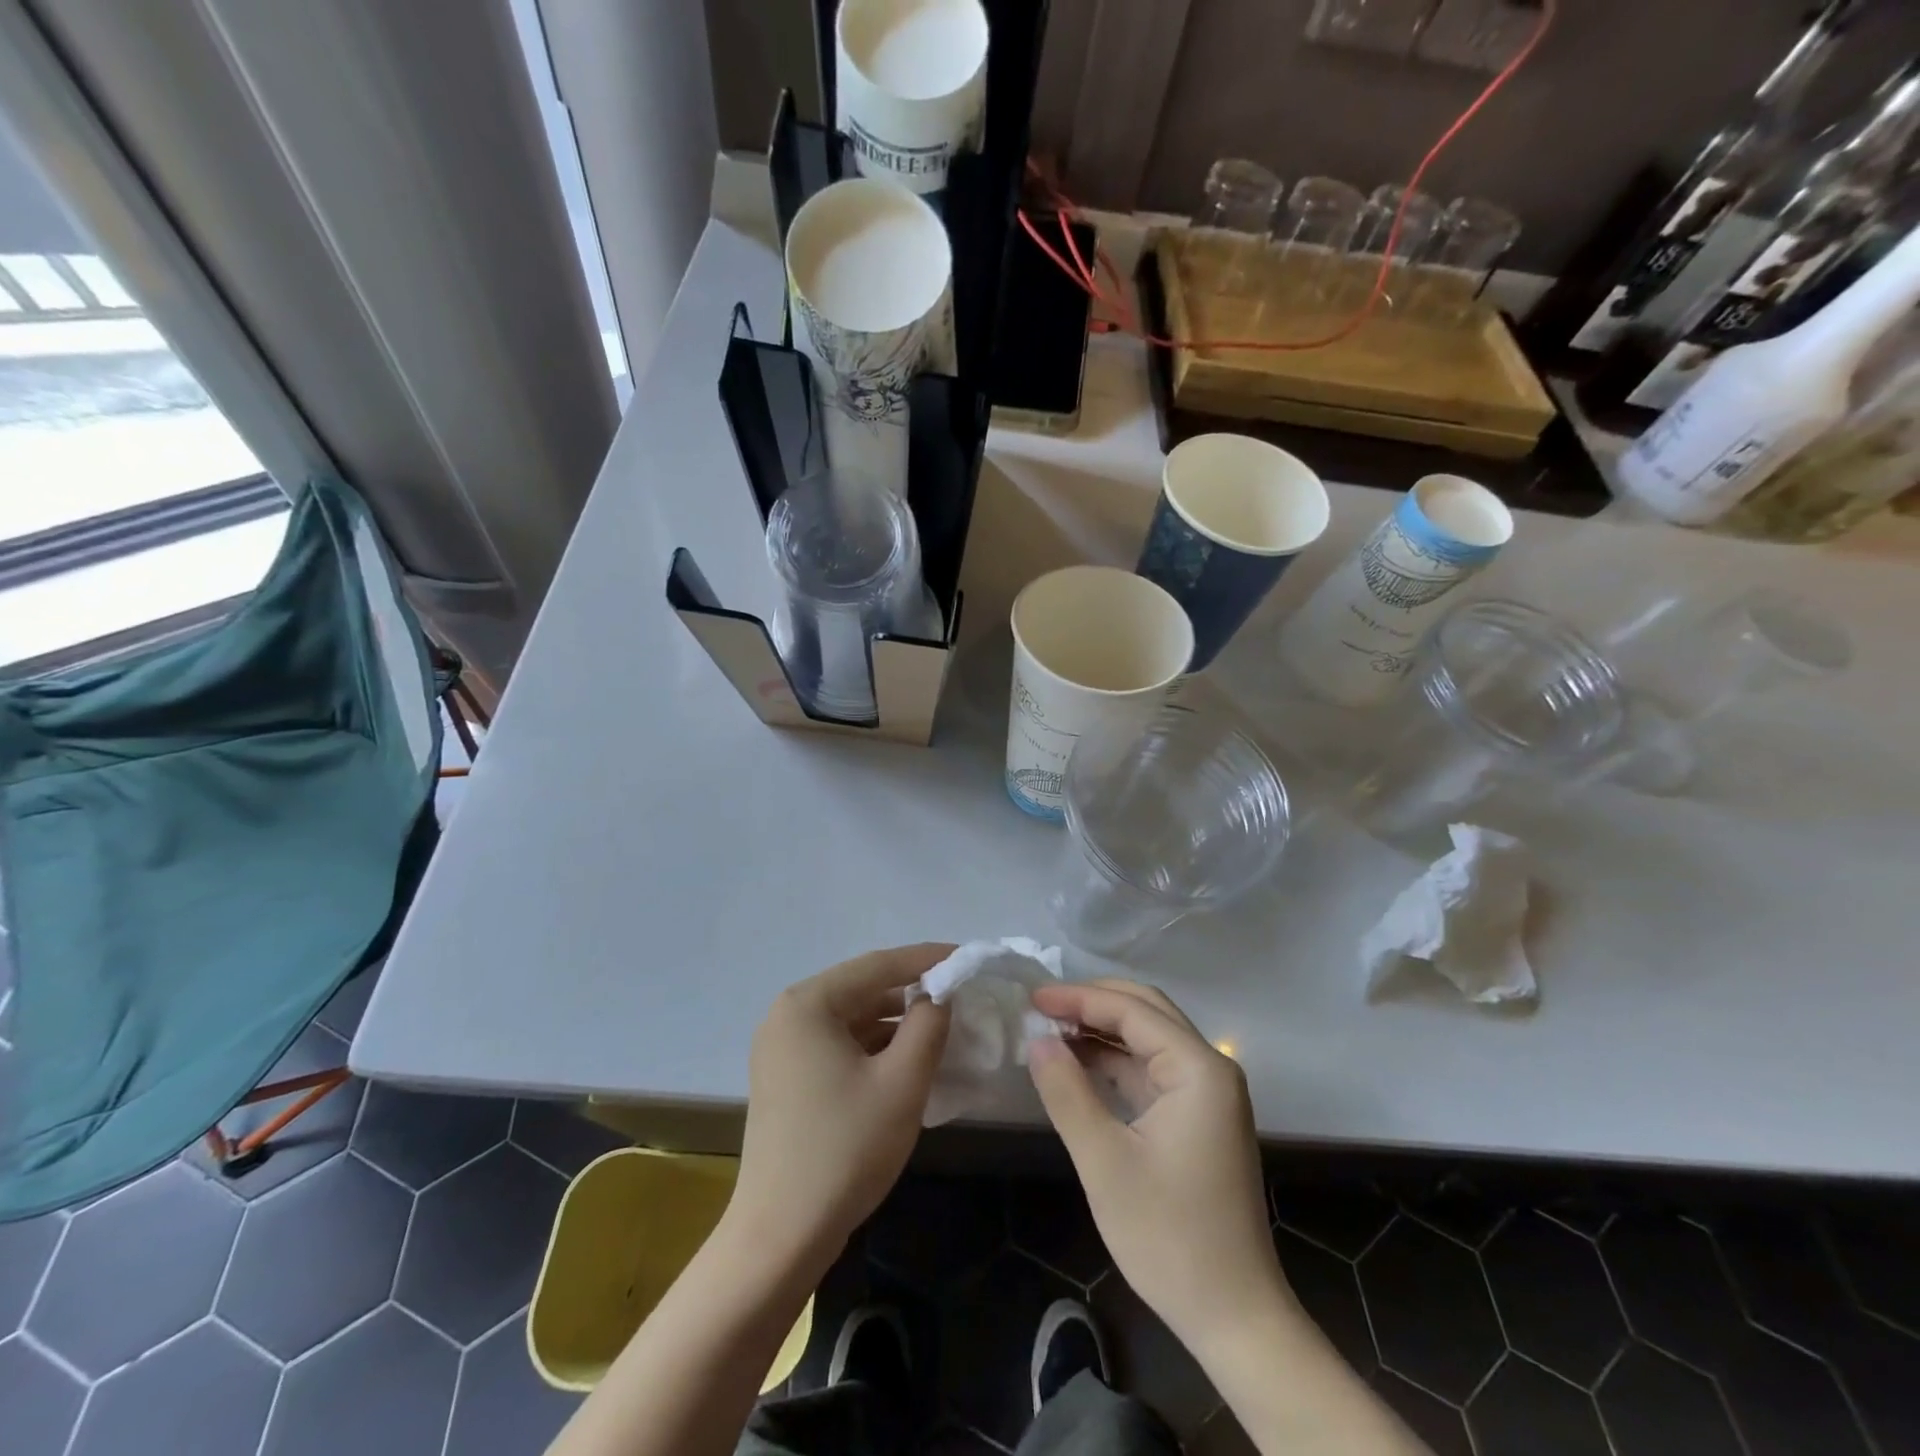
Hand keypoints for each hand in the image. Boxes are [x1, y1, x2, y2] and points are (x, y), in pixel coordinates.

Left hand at [730, 945, 953, 1267]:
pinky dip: (873, 1046)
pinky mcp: (786, 1077)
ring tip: (941, 1026)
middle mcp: (788, 1014)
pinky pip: (838, 1044)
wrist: (780, 1237)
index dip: (927, 959)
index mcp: (808, 1003)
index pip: (878, 965)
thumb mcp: (902, 1082)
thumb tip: (939, 994)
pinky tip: (906, 1058)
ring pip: (851, 1018)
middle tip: (959, 994)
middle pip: (862, 988)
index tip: (967, 957)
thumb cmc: (845, 1150)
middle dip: (912, 991)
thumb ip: (928, 1024)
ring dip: (894, 1021)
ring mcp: (782, 1047)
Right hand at [1027, 980, 1288, 1356]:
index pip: (1133, 1010)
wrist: (1233, 1315)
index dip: (1079, 997)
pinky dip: (1115, 1061)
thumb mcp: (1104, 1161)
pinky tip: (1079, 1065)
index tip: (1032, 996)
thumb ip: (1067, 1091)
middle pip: (1147, 1012)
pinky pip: (1152, 1070)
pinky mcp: (1198, 1118)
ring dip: (1102, 1030)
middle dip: (1093, 1003)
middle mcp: (1210, 1069)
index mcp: (1199, 1069)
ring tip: (1051, 1031)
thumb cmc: (1169, 1236)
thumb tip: (1037, 1040)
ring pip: (1149, 1039)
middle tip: (1041, 1006)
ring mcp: (1207, 1094)